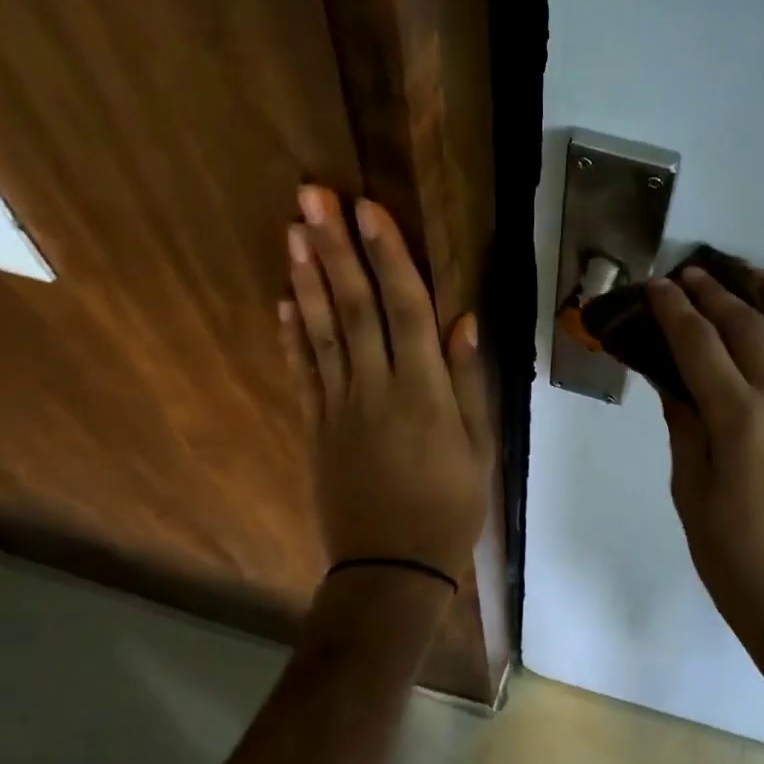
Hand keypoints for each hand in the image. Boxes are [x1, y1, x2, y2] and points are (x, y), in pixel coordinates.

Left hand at [281, 186, 490, 585]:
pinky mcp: (316, 426)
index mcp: (422, 390)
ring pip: (321, 330)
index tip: (368, 210)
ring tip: (292, 230)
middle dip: (334, 248)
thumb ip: (468, 381)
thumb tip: (463, 320)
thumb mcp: (479, 447)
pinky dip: (292, 333)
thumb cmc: (449, 506)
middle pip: (353, 306)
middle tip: (312, 196)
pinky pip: (302, 371)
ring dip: (308, 278)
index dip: (387, 256)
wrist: (391, 568)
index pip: (404, 309)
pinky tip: (284, 300)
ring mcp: (338, 405)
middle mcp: (375, 387)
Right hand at [647, 265, 763, 660]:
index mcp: (742, 423)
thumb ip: (684, 423)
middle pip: (751, 324)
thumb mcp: (690, 491)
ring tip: (746, 272)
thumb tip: (672, 376)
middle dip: (715, 291)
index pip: (702, 345)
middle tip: (690, 273)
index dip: (675, 309)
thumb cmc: (734, 557)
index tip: (657, 285)